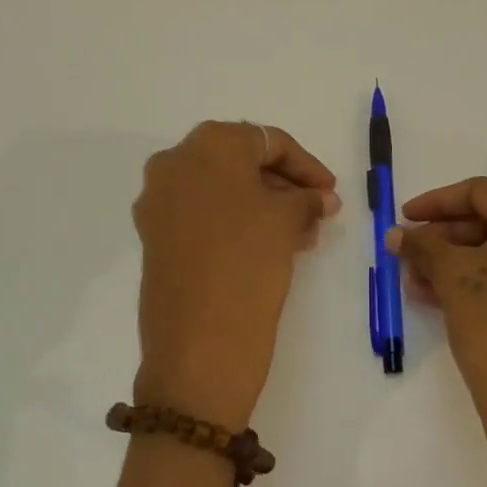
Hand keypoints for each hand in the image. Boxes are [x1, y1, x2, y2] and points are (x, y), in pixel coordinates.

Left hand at [132, 121, 338, 428]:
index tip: (331, 191)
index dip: (306, 165)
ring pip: (223, 190)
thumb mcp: (286, 221)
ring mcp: (159, 201)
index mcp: (207, 145)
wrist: (198, 346)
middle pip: (241, 162)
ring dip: (264, 205)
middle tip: (318, 212)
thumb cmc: (248, 263)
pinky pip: (204, 214)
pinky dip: (237, 222)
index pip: (268, 141)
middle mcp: (174, 163)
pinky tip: (271, 245)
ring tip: (302, 236)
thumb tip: (321, 198)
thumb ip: (307, 198)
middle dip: (284, 186)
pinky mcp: (155, 236)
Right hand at [386, 177, 486, 476]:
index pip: (480, 192)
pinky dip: (484, 283)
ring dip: (459, 263)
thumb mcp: (453, 277)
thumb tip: (399, 234)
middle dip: (445, 238)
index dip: (436, 202)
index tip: (404, 219)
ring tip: (417, 285)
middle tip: (409, 256)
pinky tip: (446, 303)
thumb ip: (423, 246)